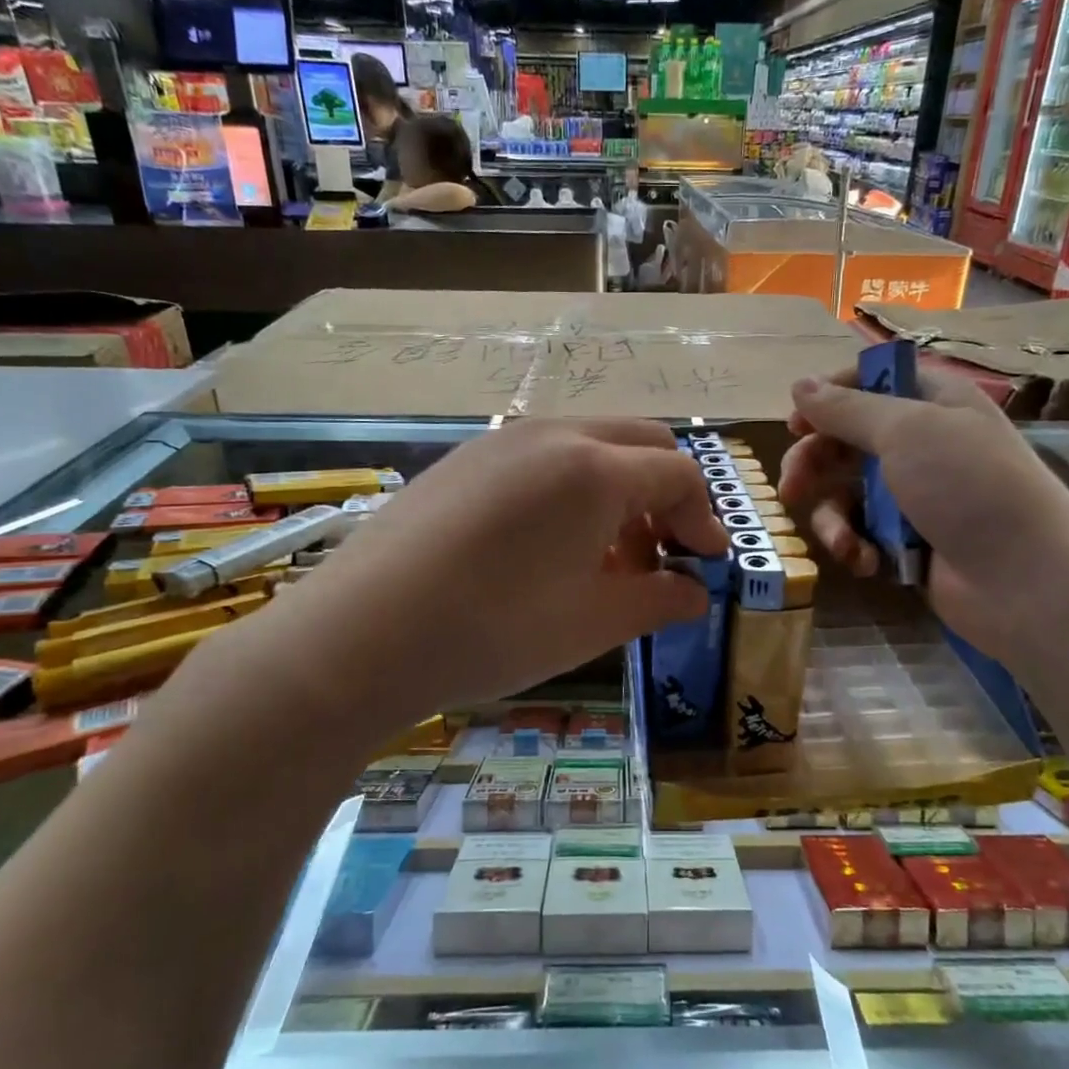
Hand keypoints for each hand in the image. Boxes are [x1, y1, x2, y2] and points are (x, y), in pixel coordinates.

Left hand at [264, 418, 726, 725]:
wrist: (362, 634)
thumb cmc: (494, 630)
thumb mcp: (593, 623)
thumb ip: (659, 601)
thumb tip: (695, 594)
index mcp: (597, 470)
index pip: (679, 475)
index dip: (704, 519)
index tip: (705, 565)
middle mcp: (554, 435)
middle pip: (641, 443)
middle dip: (666, 495)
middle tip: (662, 554)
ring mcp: (503, 440)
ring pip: (590, 445)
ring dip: (619, 490)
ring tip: (606, 557)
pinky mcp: (465, 457)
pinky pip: (542, 456)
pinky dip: (572, 488)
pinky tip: (548, 546)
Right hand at [779, 369, 1068, 662]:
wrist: (1027, 583)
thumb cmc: (969, 489)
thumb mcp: (907, 432)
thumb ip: (846, 409)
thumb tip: (799, 385)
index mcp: (933, 402)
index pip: (871, 381)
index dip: (829, 397)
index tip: (796, 423)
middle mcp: (923, 443)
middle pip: (848, 439)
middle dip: (815, 464)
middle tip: (791, 489)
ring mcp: (916, 495)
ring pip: (847, 491)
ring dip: (833, 517)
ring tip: (840, 541)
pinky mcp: (908, 541)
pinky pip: (863, 531)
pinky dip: (857, 545)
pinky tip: (866, 562)